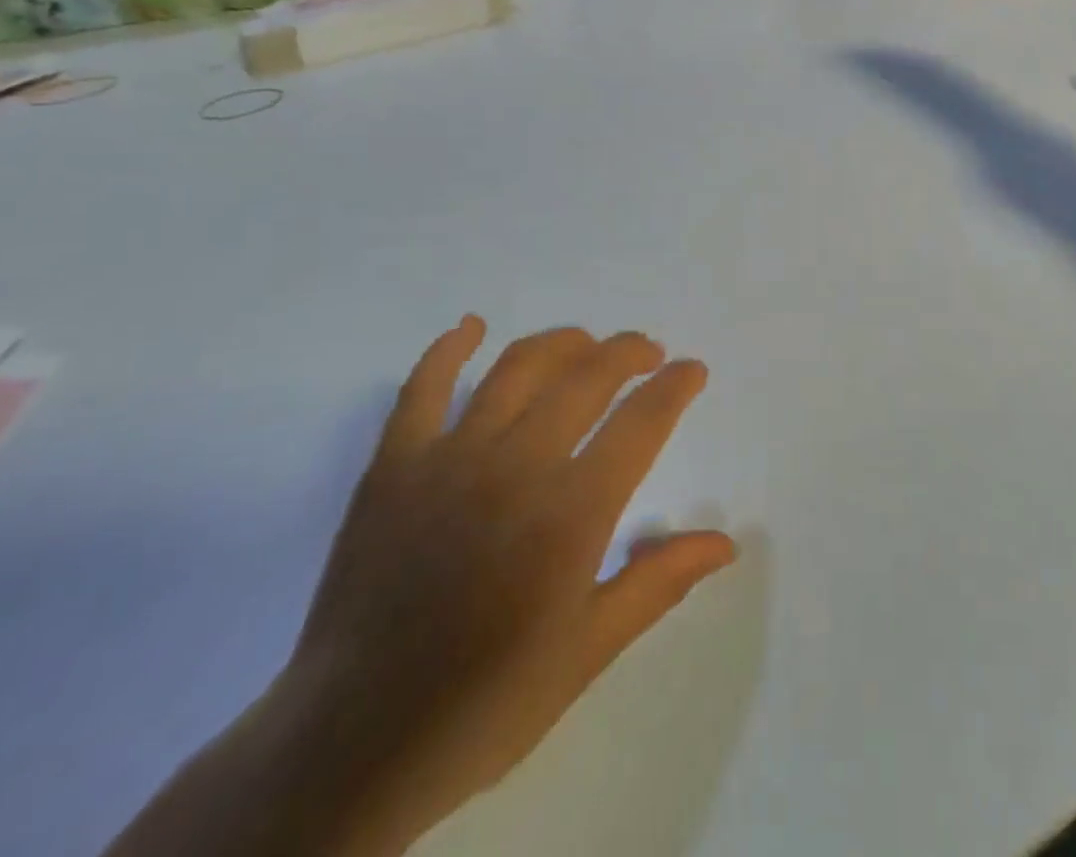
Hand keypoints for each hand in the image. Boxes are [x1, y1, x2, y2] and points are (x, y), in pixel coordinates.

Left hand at [279, 319, 735, 852]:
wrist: (350, 748)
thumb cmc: (485, 703)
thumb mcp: (587, 650)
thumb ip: (658, 582)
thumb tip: (725, 542)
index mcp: (571, 514)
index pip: (642, 423)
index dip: (675, 387)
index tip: (693, 370)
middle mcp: (516, 467)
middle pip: (587, 378)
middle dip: (628, 353)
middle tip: (647, 353)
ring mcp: (449, 460)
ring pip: (518, 368)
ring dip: (563, 342)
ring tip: (587, 343)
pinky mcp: (393, 467)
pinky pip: (421, 389)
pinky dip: (448, 349)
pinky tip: (471, 327)